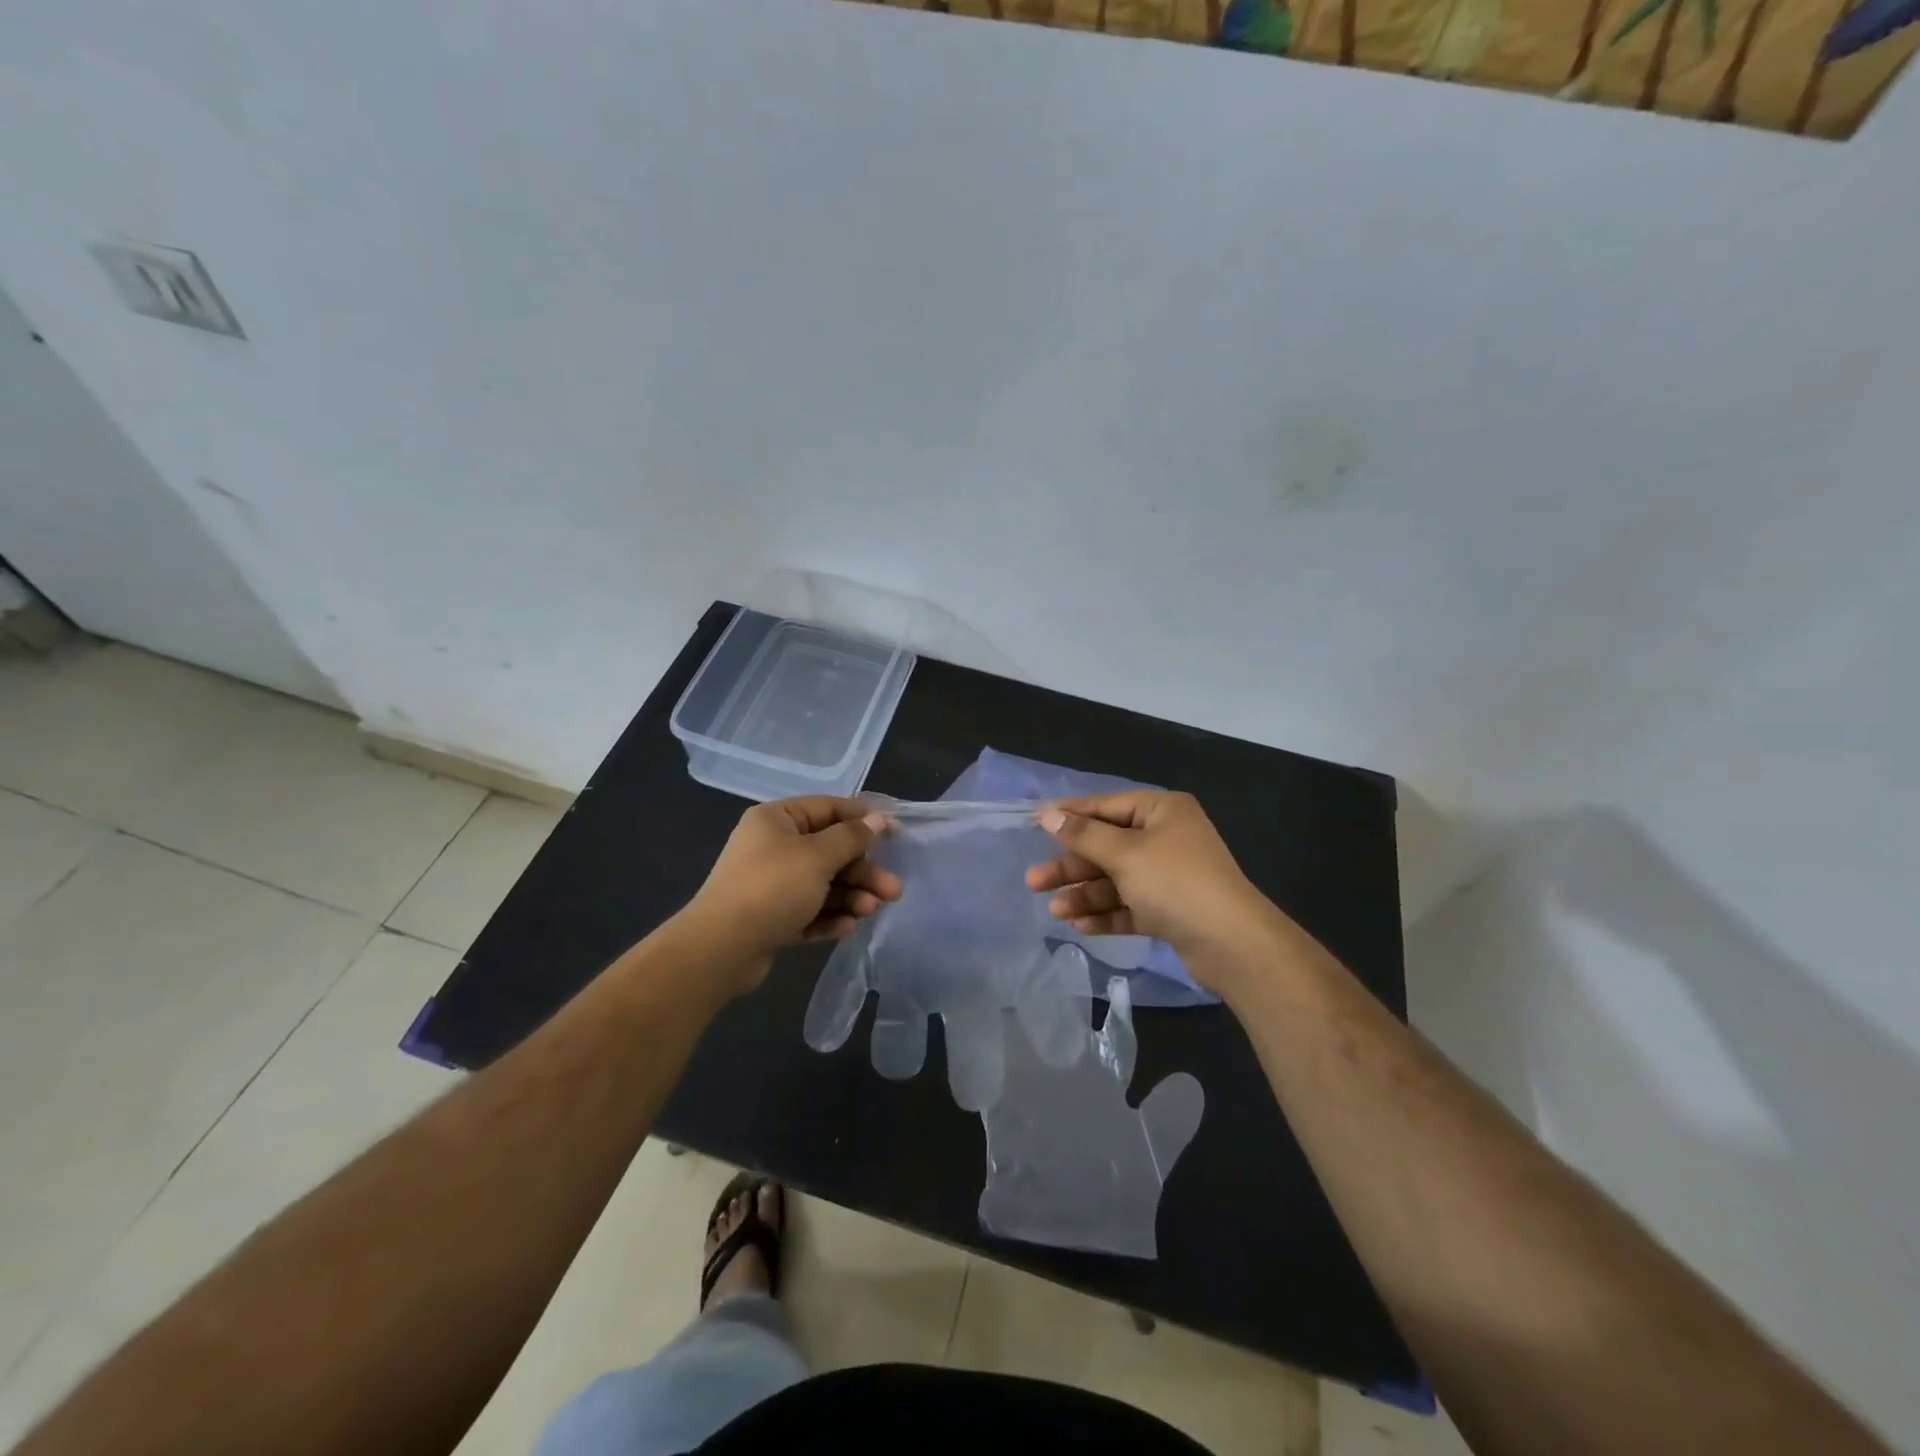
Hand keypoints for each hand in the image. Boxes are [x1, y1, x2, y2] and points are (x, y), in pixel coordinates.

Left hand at [684, 797, 901, 992]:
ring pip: (823, 883)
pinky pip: (809, 910)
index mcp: (777, 820)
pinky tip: (848, 927)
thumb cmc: (772, 888)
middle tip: (892, 890)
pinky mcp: (772, 918)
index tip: (896, 834)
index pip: (828, 809)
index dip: (864, 819)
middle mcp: (773, 847)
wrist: (721, 949)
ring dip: (851, 896)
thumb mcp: (818, 856)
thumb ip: (852, 837)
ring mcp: (772, 884)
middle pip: (830, 851)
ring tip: (871, 911)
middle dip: (862, 871)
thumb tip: (879, 819)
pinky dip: (830, 916)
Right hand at [1026, 791, 1277, 988]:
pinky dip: (1107, 913)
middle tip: (1034, 881)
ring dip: (1085, 894)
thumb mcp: (1124, 854)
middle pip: (1107, 846)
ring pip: (1116, 879)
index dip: (1069, 816)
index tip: (1033, 823)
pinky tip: (1080, 926)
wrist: (1232, 944)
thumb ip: (1083, 835)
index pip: (1105, 806)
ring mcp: (1170, 875)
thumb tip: (1048, 815)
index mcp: (1162, 811)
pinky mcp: (1171, 910)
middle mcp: (1167, 838)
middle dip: (1072, 866)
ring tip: (1055, 911)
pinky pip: (1130, 905)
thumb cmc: (1175, 883)